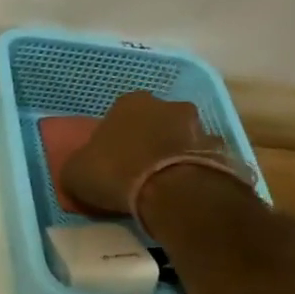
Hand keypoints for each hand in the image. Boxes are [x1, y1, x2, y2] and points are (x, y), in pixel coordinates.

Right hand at [61, 92, 232, 215]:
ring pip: (180, 138)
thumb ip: (79, 165)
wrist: (170, 190)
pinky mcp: (219, 150)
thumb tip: (82, 170)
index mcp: (129, 103)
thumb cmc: (115, 173)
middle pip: (153, 122)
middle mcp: (167, 105)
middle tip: (135, 170)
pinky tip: (183, 190)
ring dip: (172, 154)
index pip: (117, 115)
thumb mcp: (75, 173)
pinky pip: (202, 159)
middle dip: (147, 140)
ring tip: (162, 184)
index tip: (107, 160)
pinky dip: (194, 170)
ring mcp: (198, 125)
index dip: (111, 138)